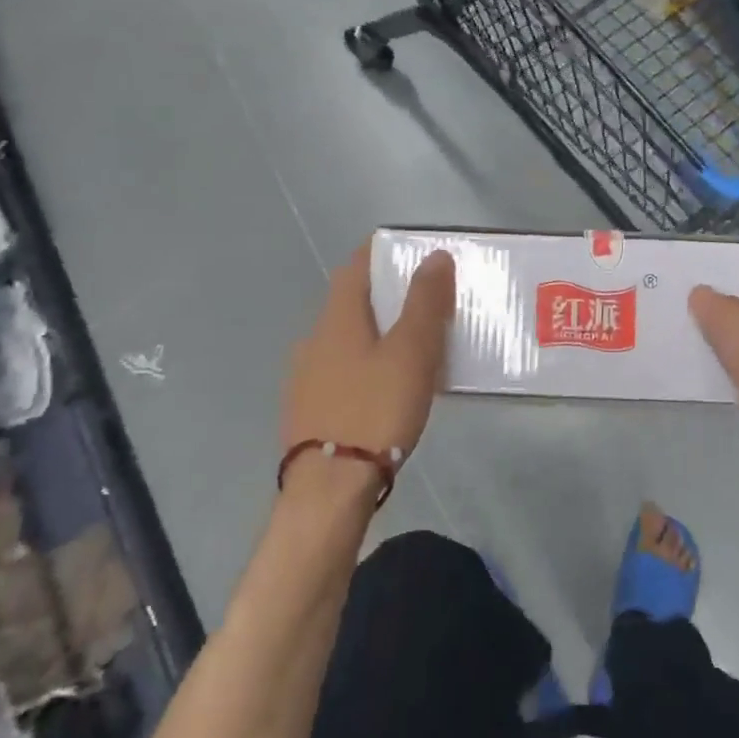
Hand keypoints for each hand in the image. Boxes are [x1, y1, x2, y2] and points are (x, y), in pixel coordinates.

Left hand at [280, 243, 454, 504]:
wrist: (329, 487)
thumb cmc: (375, 410)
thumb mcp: (412, 353)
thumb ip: (425, 303)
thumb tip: (434, 255)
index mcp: (337, 319)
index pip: (355, 267)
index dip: (379, 252)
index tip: (408, 250)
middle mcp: (314, 340)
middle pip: (349, 303)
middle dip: (384, 294)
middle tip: (423, 299)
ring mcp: (305, 377)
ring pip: (345, 339)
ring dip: (375, 332)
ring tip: (412, 344)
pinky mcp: (308, 410)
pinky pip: (341, 370)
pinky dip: (365, 363)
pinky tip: (386, 386)